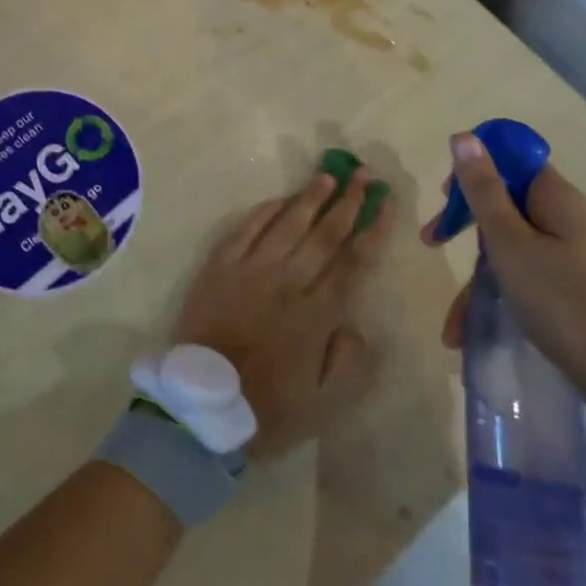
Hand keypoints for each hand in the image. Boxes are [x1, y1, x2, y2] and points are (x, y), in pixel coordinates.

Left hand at [175, 170, 394, 458]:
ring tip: (328, 175)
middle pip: (324, 235)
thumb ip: (348, 361)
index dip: (373, 230)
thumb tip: (356, 323)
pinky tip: (279, 199)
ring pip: (286, 225)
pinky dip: (263, 212)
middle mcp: (286, 284)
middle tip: (365, 176)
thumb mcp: (323, 404)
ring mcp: (249, 271)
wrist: (198, 407)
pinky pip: (244, 230)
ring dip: (309, 198)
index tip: (386, 204)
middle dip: (348, 203)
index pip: (354, 263)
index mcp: (316, 316)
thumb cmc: (264, 410)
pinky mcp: (218, 268)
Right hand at [424, 135, 585, 410]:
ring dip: (473, 276)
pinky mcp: (562, 282)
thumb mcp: (509, 242)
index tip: (445, 196)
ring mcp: (563, 251)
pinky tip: (465, 332)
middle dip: (462, 223)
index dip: (474, 169)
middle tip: (431, 241)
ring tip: (451, 321)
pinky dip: (492, 296)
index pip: (510, 159)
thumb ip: (483, 190)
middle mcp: (560, 217)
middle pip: (501, 201)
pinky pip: (517, 275)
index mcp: (554, 197)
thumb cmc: (559, 298)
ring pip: (504, 245)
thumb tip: (464, 135)